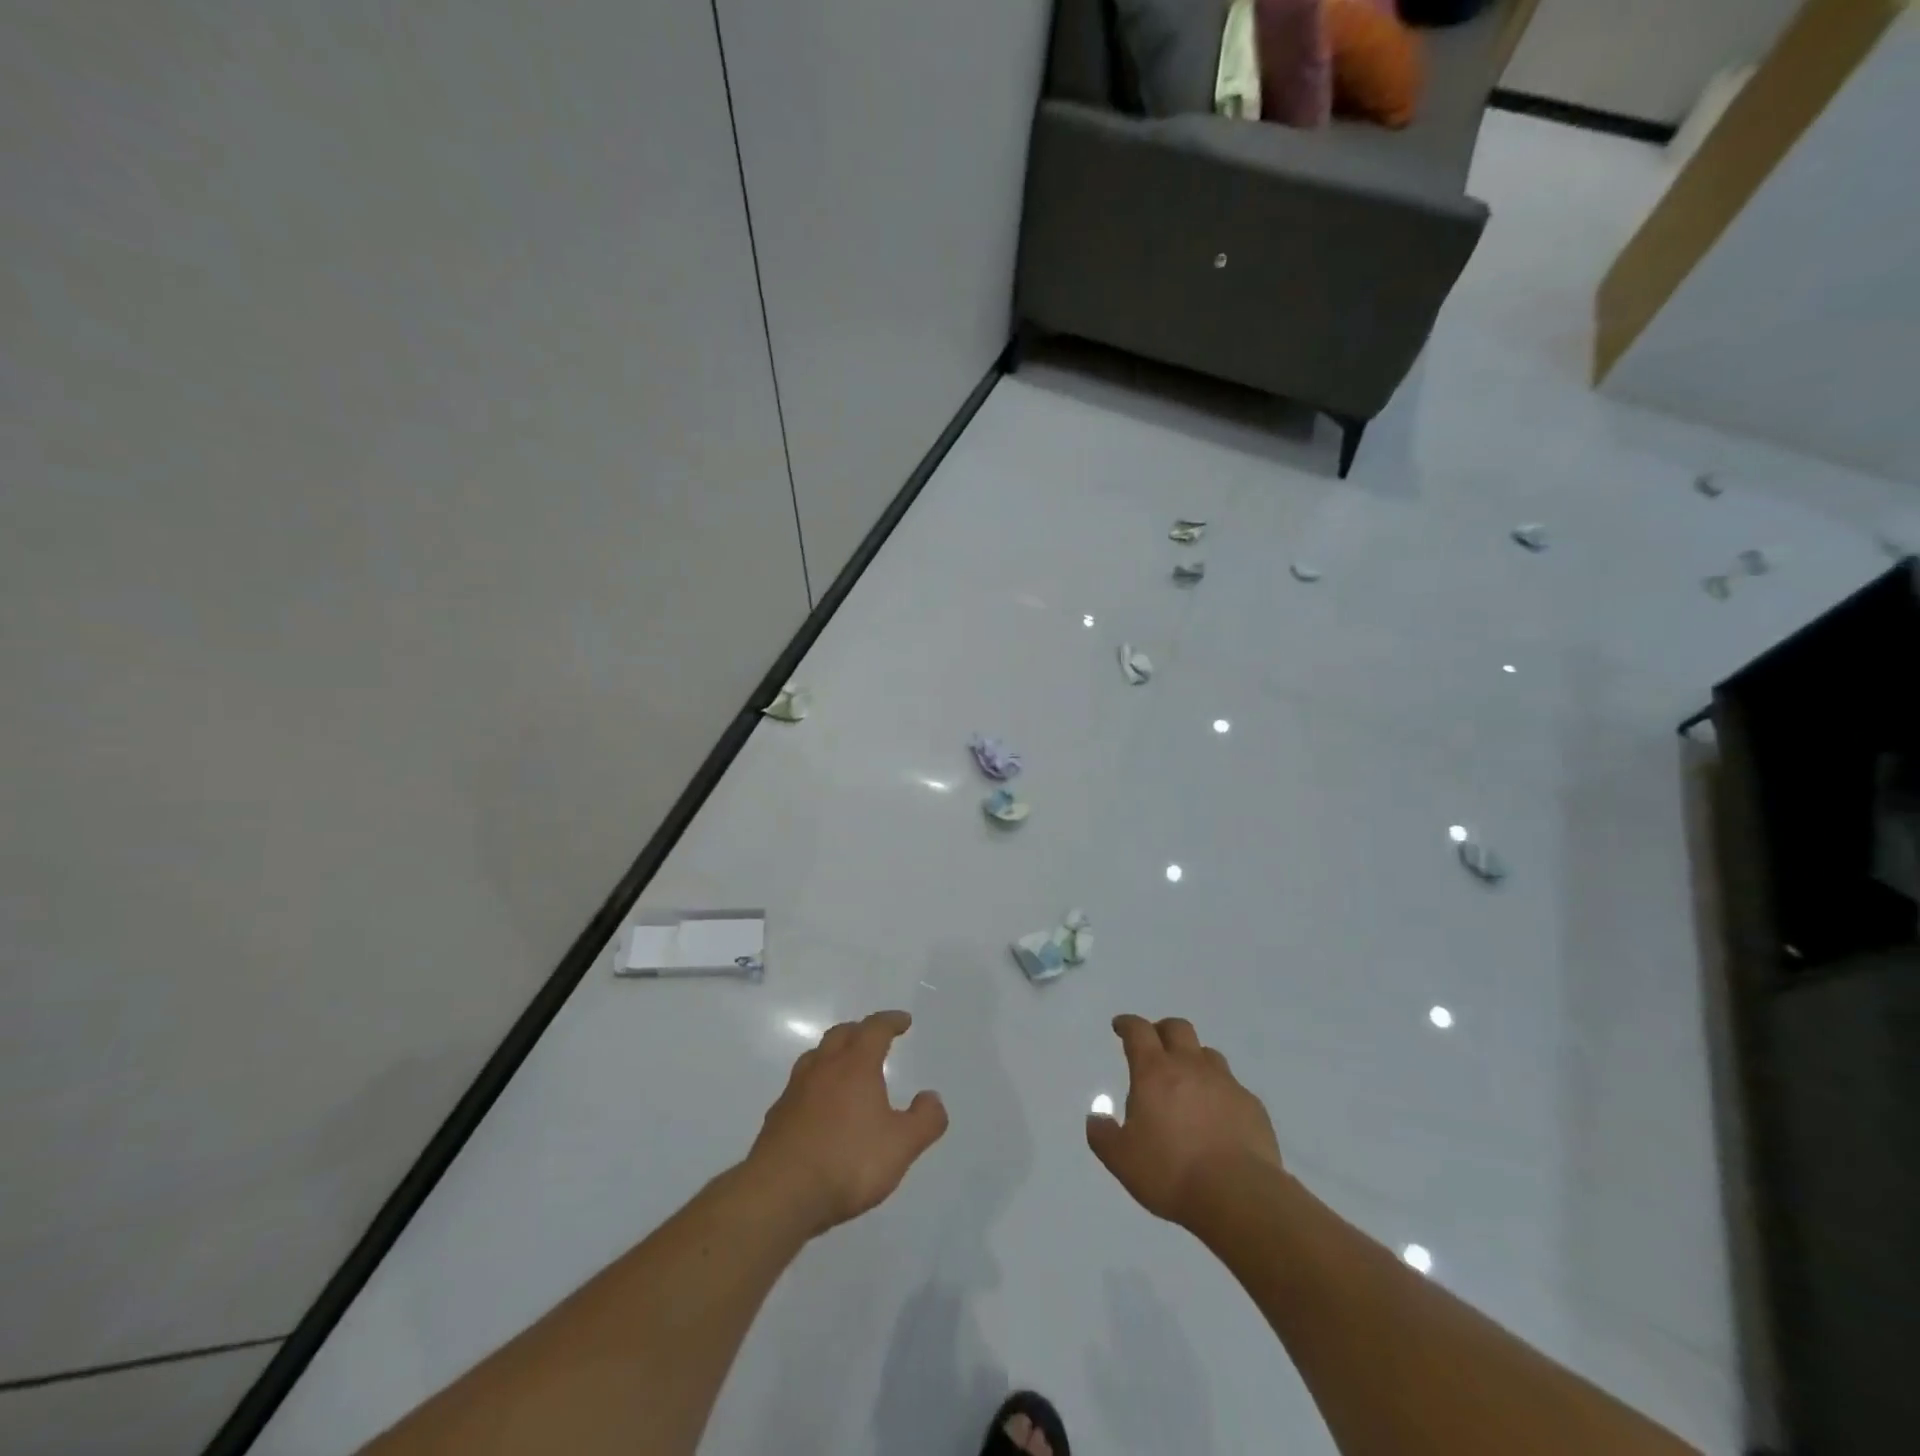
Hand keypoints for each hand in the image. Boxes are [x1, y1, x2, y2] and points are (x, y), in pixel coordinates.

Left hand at [747, 1010, 947, 1235]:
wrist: (780, 1194)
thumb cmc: (847, 1162)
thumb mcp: (901, 1146)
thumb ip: (924, 1120)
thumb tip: (932, 1097)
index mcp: (855, 1066)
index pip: (874, 1029)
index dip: (890, 1021)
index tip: (903, 1021)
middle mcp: (823, 1068)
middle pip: (841, 1034)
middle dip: (860, 1031)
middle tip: (874, 1038)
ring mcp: (795, 1091)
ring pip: (816, 1057)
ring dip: (833, 1053)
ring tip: (845, 1066)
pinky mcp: (777, 1116)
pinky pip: (800, 1086)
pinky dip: (815, 1084)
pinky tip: (819, 1106)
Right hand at [1087, 1014, 1281, 1227]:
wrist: (1239, 1196)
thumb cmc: (1171, 1172)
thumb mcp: (1122, 1160)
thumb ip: (1103, 1135)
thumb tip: (1096, 1118)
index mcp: (1154, 1072)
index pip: (1139, 1031)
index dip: (1128, 1024)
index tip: (1121, 1026)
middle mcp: (1190, 1067)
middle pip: (1177, 1028)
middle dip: (1162, 1030)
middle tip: (1155, 1046)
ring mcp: (1225, 1083)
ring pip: (1207, 1054)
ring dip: (1193, 1059)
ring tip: (1187, 1082)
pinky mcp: (1252, 1105)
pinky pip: (1232, 1086)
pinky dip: (1219, 1092)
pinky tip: (1217, 1116)